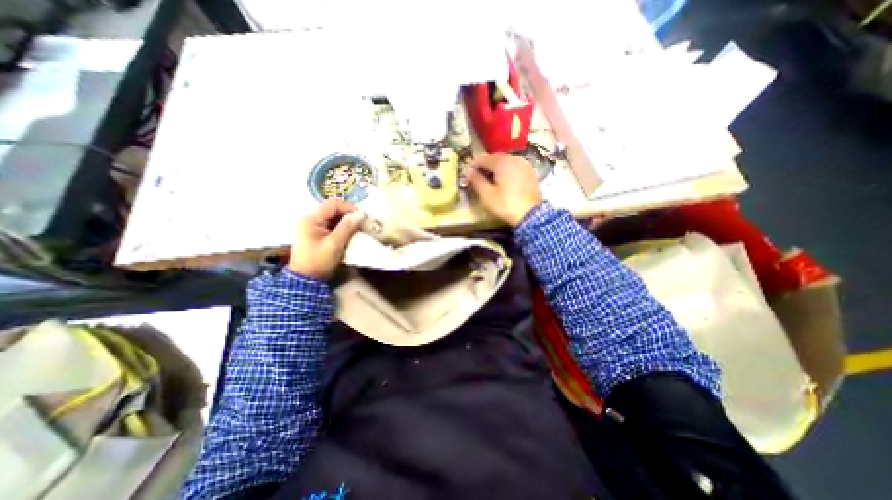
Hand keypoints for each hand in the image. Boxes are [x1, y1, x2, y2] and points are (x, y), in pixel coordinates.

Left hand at [289, 199, 365, 280]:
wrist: (306, 279)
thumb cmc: (319, 261)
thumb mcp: (334, 244)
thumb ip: (347, 227)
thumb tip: (360, 214)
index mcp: (311, 219)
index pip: (332, 204)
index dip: (349, 207)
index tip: (362, 216)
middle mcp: (311, 218)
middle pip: (333, 209)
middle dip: (349, 214)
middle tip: (362, 222)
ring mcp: (314, 226)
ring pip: (334, 216)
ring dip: (347, 221)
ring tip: (358, 228)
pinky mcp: (318, 233)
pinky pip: (333, 224)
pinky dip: (343, 227)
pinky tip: (351, 233)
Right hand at [468, 152, 542, 225]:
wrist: (530, 215)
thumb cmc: (505, 204)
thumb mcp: (486, 194)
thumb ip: (476, 180)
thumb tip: (469, 172)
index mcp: (502, 161)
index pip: (481, 159)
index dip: (472, 167)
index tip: (466, 177)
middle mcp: (514, 158)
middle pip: (494, 159)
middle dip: (484, 167)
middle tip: (476, 179)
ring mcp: (524, 164)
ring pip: (505, 163)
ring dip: (495, 169)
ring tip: (488, 181)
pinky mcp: (530, 172)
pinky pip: (514, 168)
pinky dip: (506, 172)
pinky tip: (502, 182)